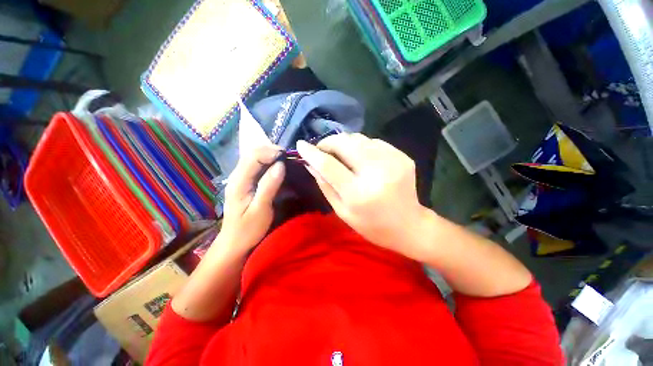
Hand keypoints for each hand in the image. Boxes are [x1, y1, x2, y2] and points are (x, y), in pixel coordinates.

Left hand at [220, 145, 284, 254]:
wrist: (234, 243)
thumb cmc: (248, 230)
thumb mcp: (261, 210)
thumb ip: (269, 186)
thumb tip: (281, 165)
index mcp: (239, 181)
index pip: (253, 156)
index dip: (271, 152)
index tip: (287, 157)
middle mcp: (237, 176)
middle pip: (253, 153)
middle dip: (272, 152)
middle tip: (289, 158)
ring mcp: (240, 178)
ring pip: (255, 158)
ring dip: (271, 157)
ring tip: (286, 162)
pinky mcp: (245, 182)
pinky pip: (257, 166)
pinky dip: (269, 164)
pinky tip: (278, 169)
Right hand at [296, 134, 429, 259]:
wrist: (409, 225)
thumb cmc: (372, 225)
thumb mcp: (342, 211)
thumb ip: (325, 186)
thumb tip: (310, 164)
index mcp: (358, 193)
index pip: (329, 165)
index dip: (312, 153)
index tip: (301, 144)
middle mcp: (376, 173)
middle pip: (345, 143)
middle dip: (328, 142)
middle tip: (322, 149)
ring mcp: (393, 161)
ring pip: (359, 138)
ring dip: (344, 143)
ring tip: (340, 154)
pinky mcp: (402, 156)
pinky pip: (374, 142)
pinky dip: (362, 146)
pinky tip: (361, 158)